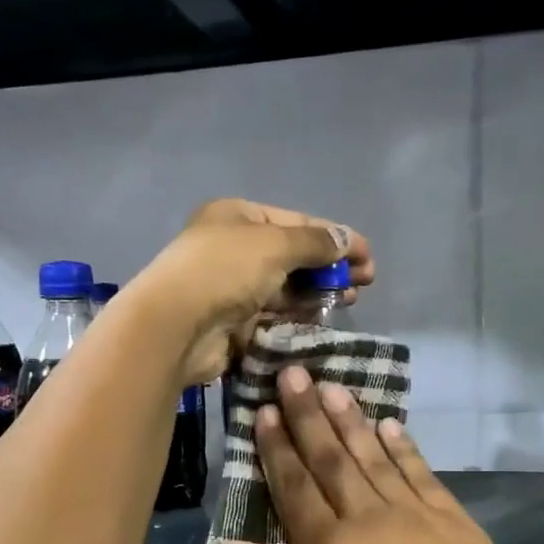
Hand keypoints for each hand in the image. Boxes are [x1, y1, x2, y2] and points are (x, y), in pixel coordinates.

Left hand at [128, 200, 373, 384]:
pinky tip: (323, 319)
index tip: (368, 256)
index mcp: (238, 216)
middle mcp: (234, 248)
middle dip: (330, 266)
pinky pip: (274, 315)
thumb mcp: (276, 245)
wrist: (175, 326)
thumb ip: (315, 242)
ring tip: (349, 300)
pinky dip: (298, 315)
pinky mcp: (233, 322)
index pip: (296, 222)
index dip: (336, 236)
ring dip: (318, 292)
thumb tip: (347, 240)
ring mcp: (232, 287)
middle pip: (293, 255)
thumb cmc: (225, 270)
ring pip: (285, 287)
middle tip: (364, 282)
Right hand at [218, 366, 543, 543]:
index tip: (264, 410)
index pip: (294, 486)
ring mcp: (412, 513)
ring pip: (373, 456)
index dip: (276, 447)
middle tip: (293, 373)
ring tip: (333, 386)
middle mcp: (365, 517)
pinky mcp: (452, 519)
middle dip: (308, 414)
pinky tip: (391, 425)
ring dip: (351, 420)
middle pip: (330, 458)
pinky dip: (404, 447)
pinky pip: (421, 473)